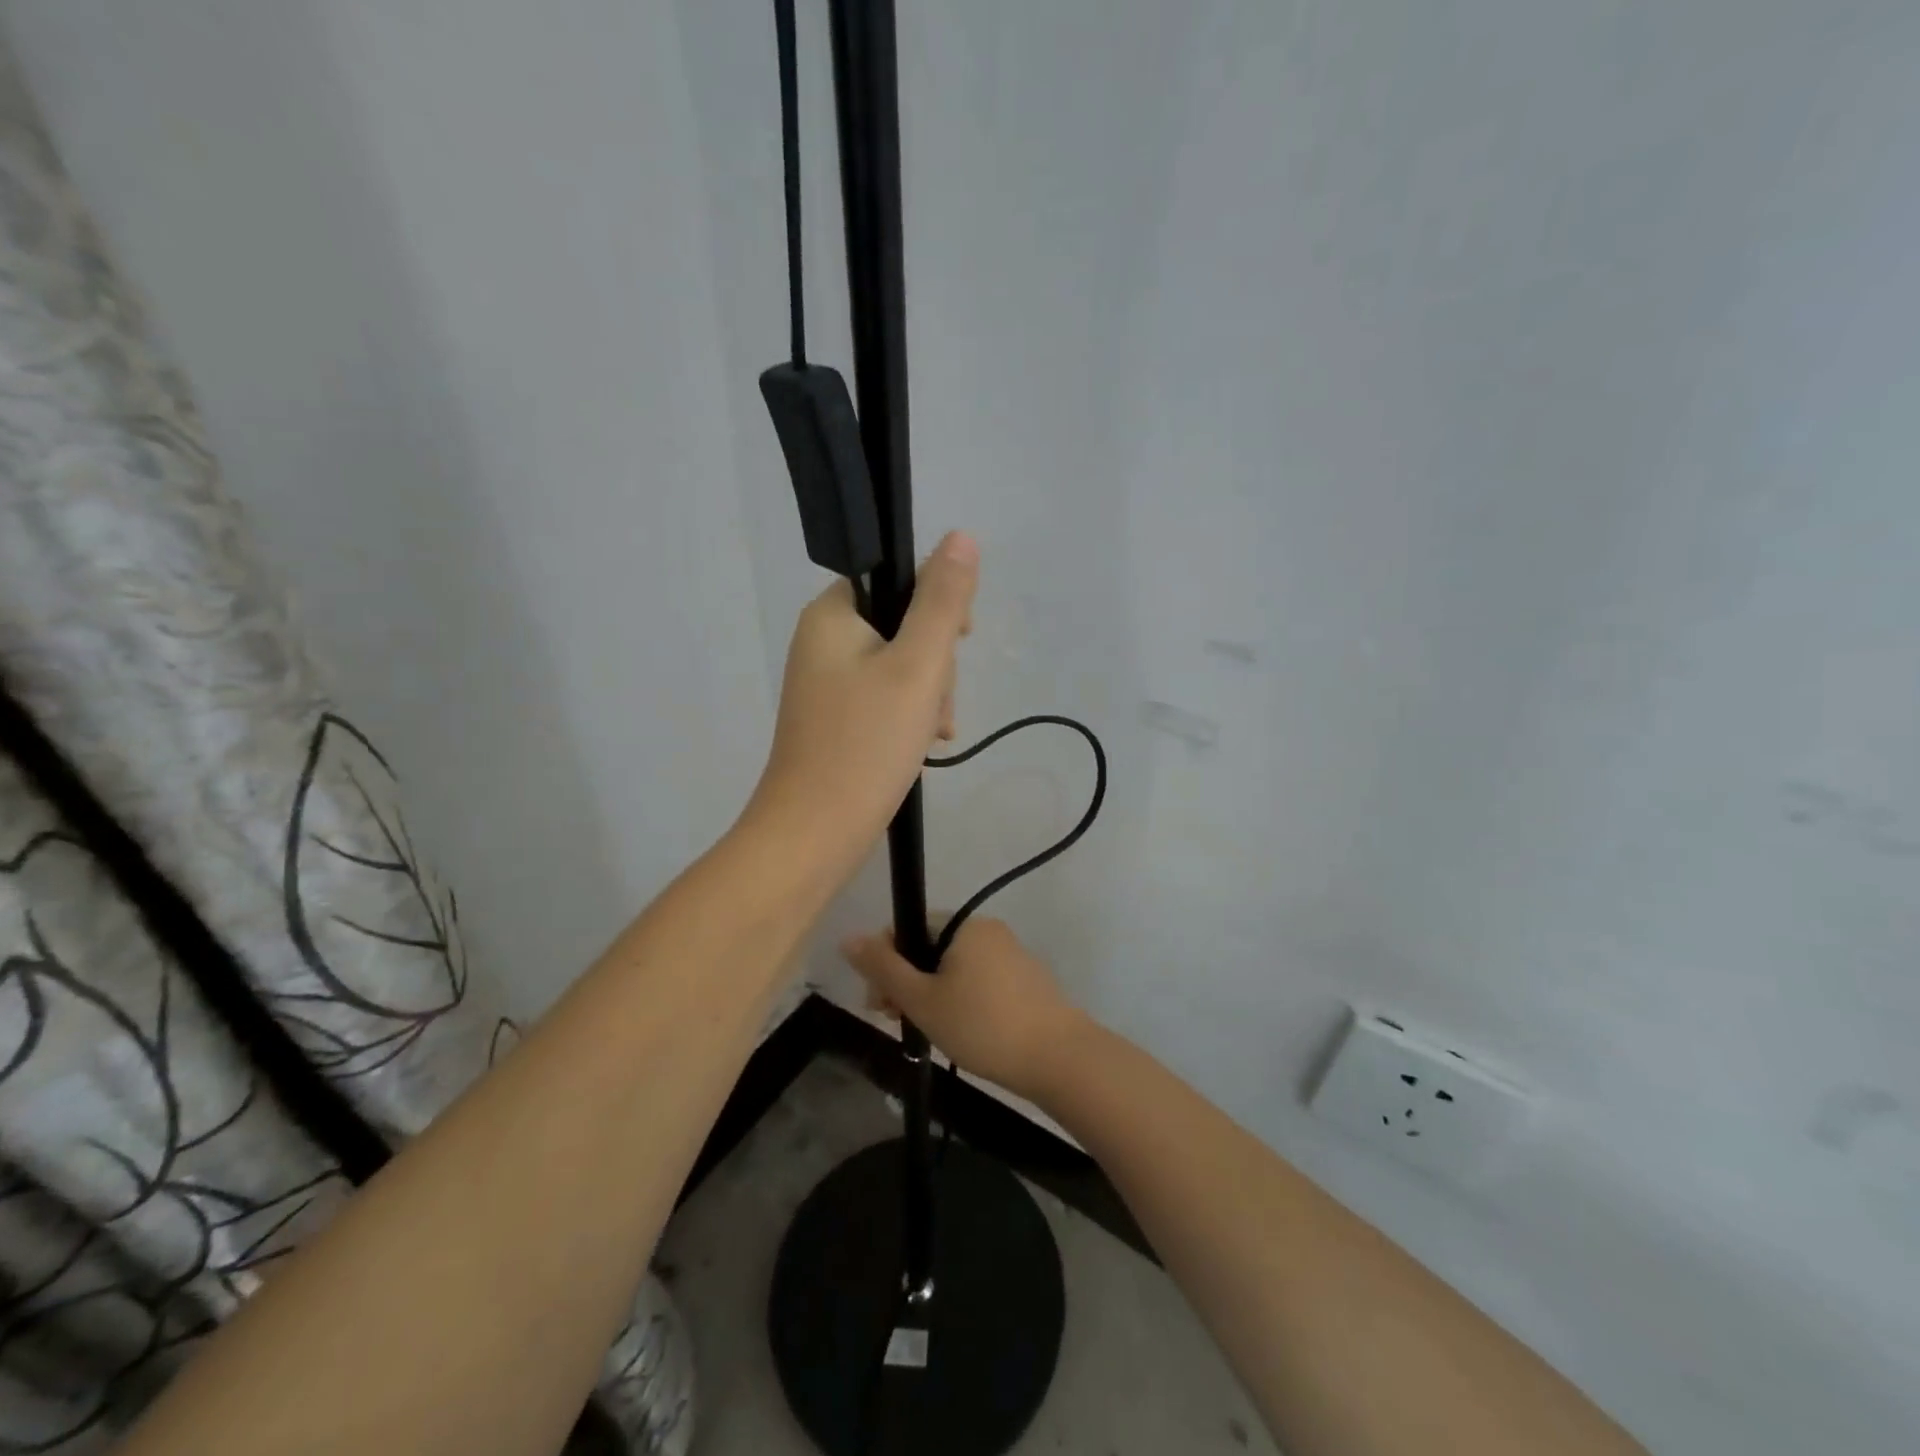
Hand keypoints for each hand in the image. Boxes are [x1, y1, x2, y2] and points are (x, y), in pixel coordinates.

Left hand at [748, 532, 978, 871]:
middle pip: (902, 626)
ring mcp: (826, 684)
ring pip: (900, 667)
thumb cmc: (866, 744)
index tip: (957, 643)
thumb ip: (942, 601)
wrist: (814, 834)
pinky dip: (908, 717)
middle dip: (934, 665)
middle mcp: (822, 642)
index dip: (936, 606)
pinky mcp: (835, 720)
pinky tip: (922, 747)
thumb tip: (960, 537)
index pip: (897, 580)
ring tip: (930, 735)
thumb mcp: (917, 666)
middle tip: (933, 705)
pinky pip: (884, 699)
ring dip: (927, 696)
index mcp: (832, 615)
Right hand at [841, 918, 1088, 1102]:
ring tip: (927, 1031)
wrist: (1059, 1056)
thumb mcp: (923, 1000)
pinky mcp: (1024, 977)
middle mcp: (986, 929)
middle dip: (905, 981)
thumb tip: (849, 937)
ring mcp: (1009, 952)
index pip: (907, 928)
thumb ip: (883, 968)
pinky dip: (960, 997)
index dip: (884, 962)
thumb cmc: (982, 1026)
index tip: (879, 1003)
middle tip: (896, 1021)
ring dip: (930, 992)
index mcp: (961, 924)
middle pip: (929, 946)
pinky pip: (978, 978)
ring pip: (953, 966)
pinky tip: (960, 1029)